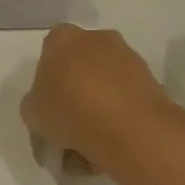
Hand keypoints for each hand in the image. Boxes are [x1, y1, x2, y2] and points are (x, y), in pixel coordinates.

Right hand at [20, 23, 172, 170]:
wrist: (130, 130)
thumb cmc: (69, 111)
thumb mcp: (31, 113)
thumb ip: (35, 104)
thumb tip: (48, 109)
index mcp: (62, 38)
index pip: (49, 52)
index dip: (47, 82)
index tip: (48, 107)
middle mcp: (97, 38)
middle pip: (79, 68)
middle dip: (74, 95)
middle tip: (68, 128)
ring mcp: (129, 58)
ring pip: (104, 85)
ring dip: (97, 109)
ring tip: (91, 146)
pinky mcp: (153, 81)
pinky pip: (126, 99)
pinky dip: (119, 118)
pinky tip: (111, 145)